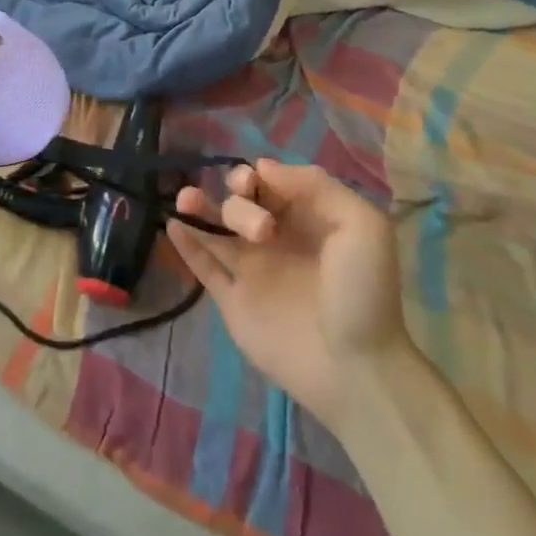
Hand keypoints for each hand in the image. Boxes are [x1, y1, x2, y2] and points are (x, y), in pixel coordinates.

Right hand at [168, 159, 410, 421]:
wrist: (354, 369)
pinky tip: (172, 224)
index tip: (256, 184)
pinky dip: (185, 244)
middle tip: (262, 231)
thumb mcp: (362, 226)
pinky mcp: (232, 301)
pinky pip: (203, 266)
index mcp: (306, 220)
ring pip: (216, 228)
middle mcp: (276, 240)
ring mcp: (252, 270)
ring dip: (198, 206)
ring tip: (186, 199)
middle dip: (240, 203)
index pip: (270, 183)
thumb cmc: (362, 293)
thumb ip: (317, 187)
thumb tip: (263, 167)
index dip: (258, 176)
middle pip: (240, 203)